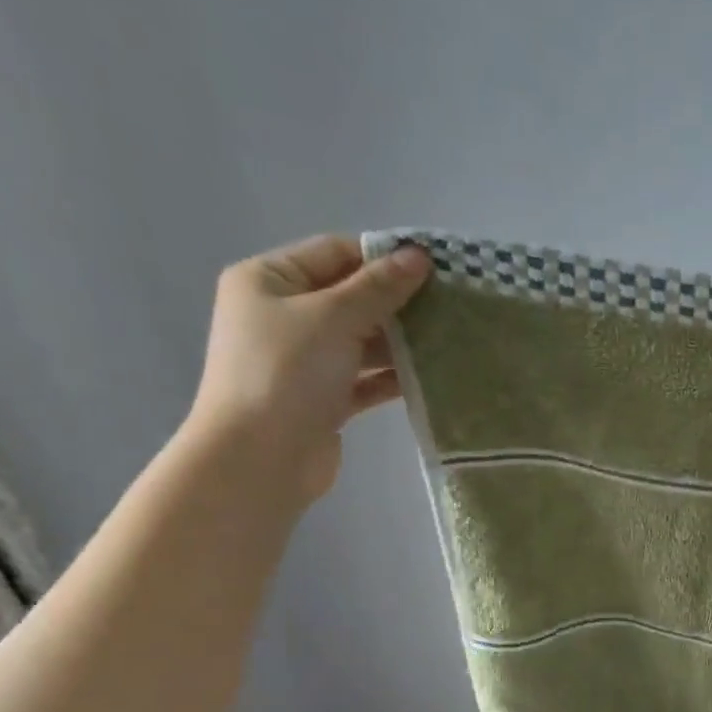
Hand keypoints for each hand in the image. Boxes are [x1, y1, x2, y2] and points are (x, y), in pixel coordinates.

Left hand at [186, 234, 430, 503]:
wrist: (260, 458)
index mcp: (269, 280)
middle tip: (451, 305)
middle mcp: (283, 315)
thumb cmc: (286, 373)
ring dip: (401, 342)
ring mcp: (304, 361)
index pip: (334, 253)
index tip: (435, 267)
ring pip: (361, 341)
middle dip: (398, 302)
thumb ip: (378, 288)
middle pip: (350, 298)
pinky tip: (430, 376)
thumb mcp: (333, 318)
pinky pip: (365, 379)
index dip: (383, 257)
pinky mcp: (324, 399)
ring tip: (450, 339)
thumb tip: (418, 255)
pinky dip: (392, 377)